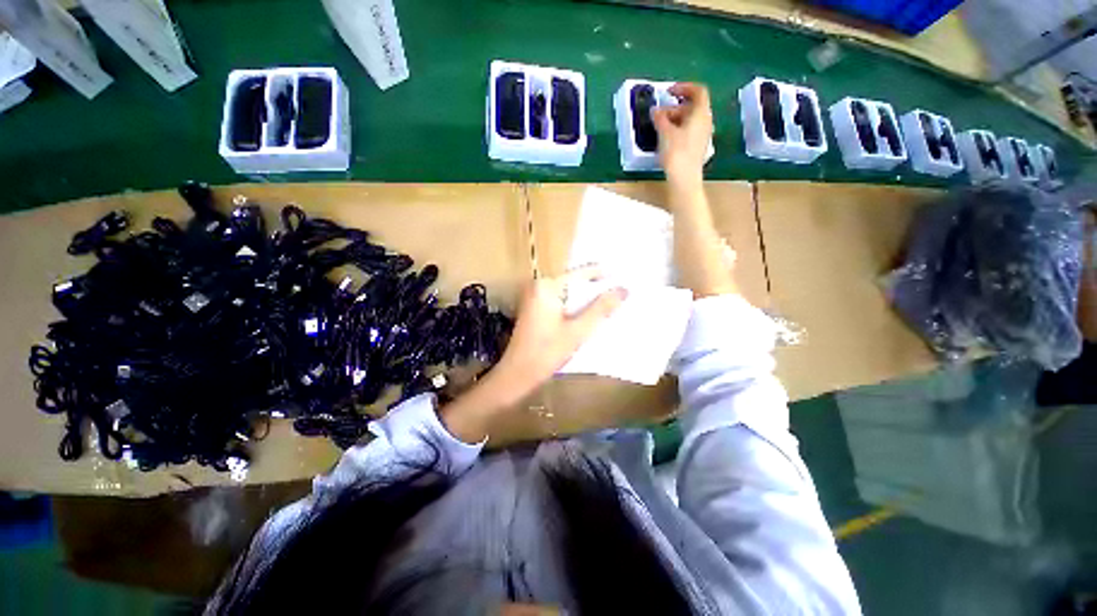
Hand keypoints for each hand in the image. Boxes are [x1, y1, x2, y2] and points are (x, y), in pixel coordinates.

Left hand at [496, 266, 626, 394]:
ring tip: (611, 302)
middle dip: (595, 288)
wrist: (517, 374)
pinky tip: (590, 314)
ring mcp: (535, 297)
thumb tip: (623, 290)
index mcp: (547, 286)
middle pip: (574, 282)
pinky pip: (560, 301)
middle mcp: (539, 286)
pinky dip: (575, 306)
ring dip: (586, 299)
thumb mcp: (577, 331)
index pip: (580, 273)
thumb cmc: (547, 352)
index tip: (623, 276)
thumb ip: (601, 309)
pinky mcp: (535, 309)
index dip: (602, 274)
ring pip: (568, 293)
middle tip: (621, 291)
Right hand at [652, 83, 712, 184]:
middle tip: (658, 115)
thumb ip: (660, 118)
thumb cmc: (676, 152)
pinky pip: (688, 131)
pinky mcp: (697, 147)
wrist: (684, 178)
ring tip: (660, 127)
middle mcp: (706, 121)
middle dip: (674, 108)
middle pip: (692, 107)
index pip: (698, 91)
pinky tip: (666, 138)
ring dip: (674, 119)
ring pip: (689, 120)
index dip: (684, 87)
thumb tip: (655, 111)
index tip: (669, 91)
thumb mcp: (665, 132)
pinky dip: (678, 129)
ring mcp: (703, 135)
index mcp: (701, 113)